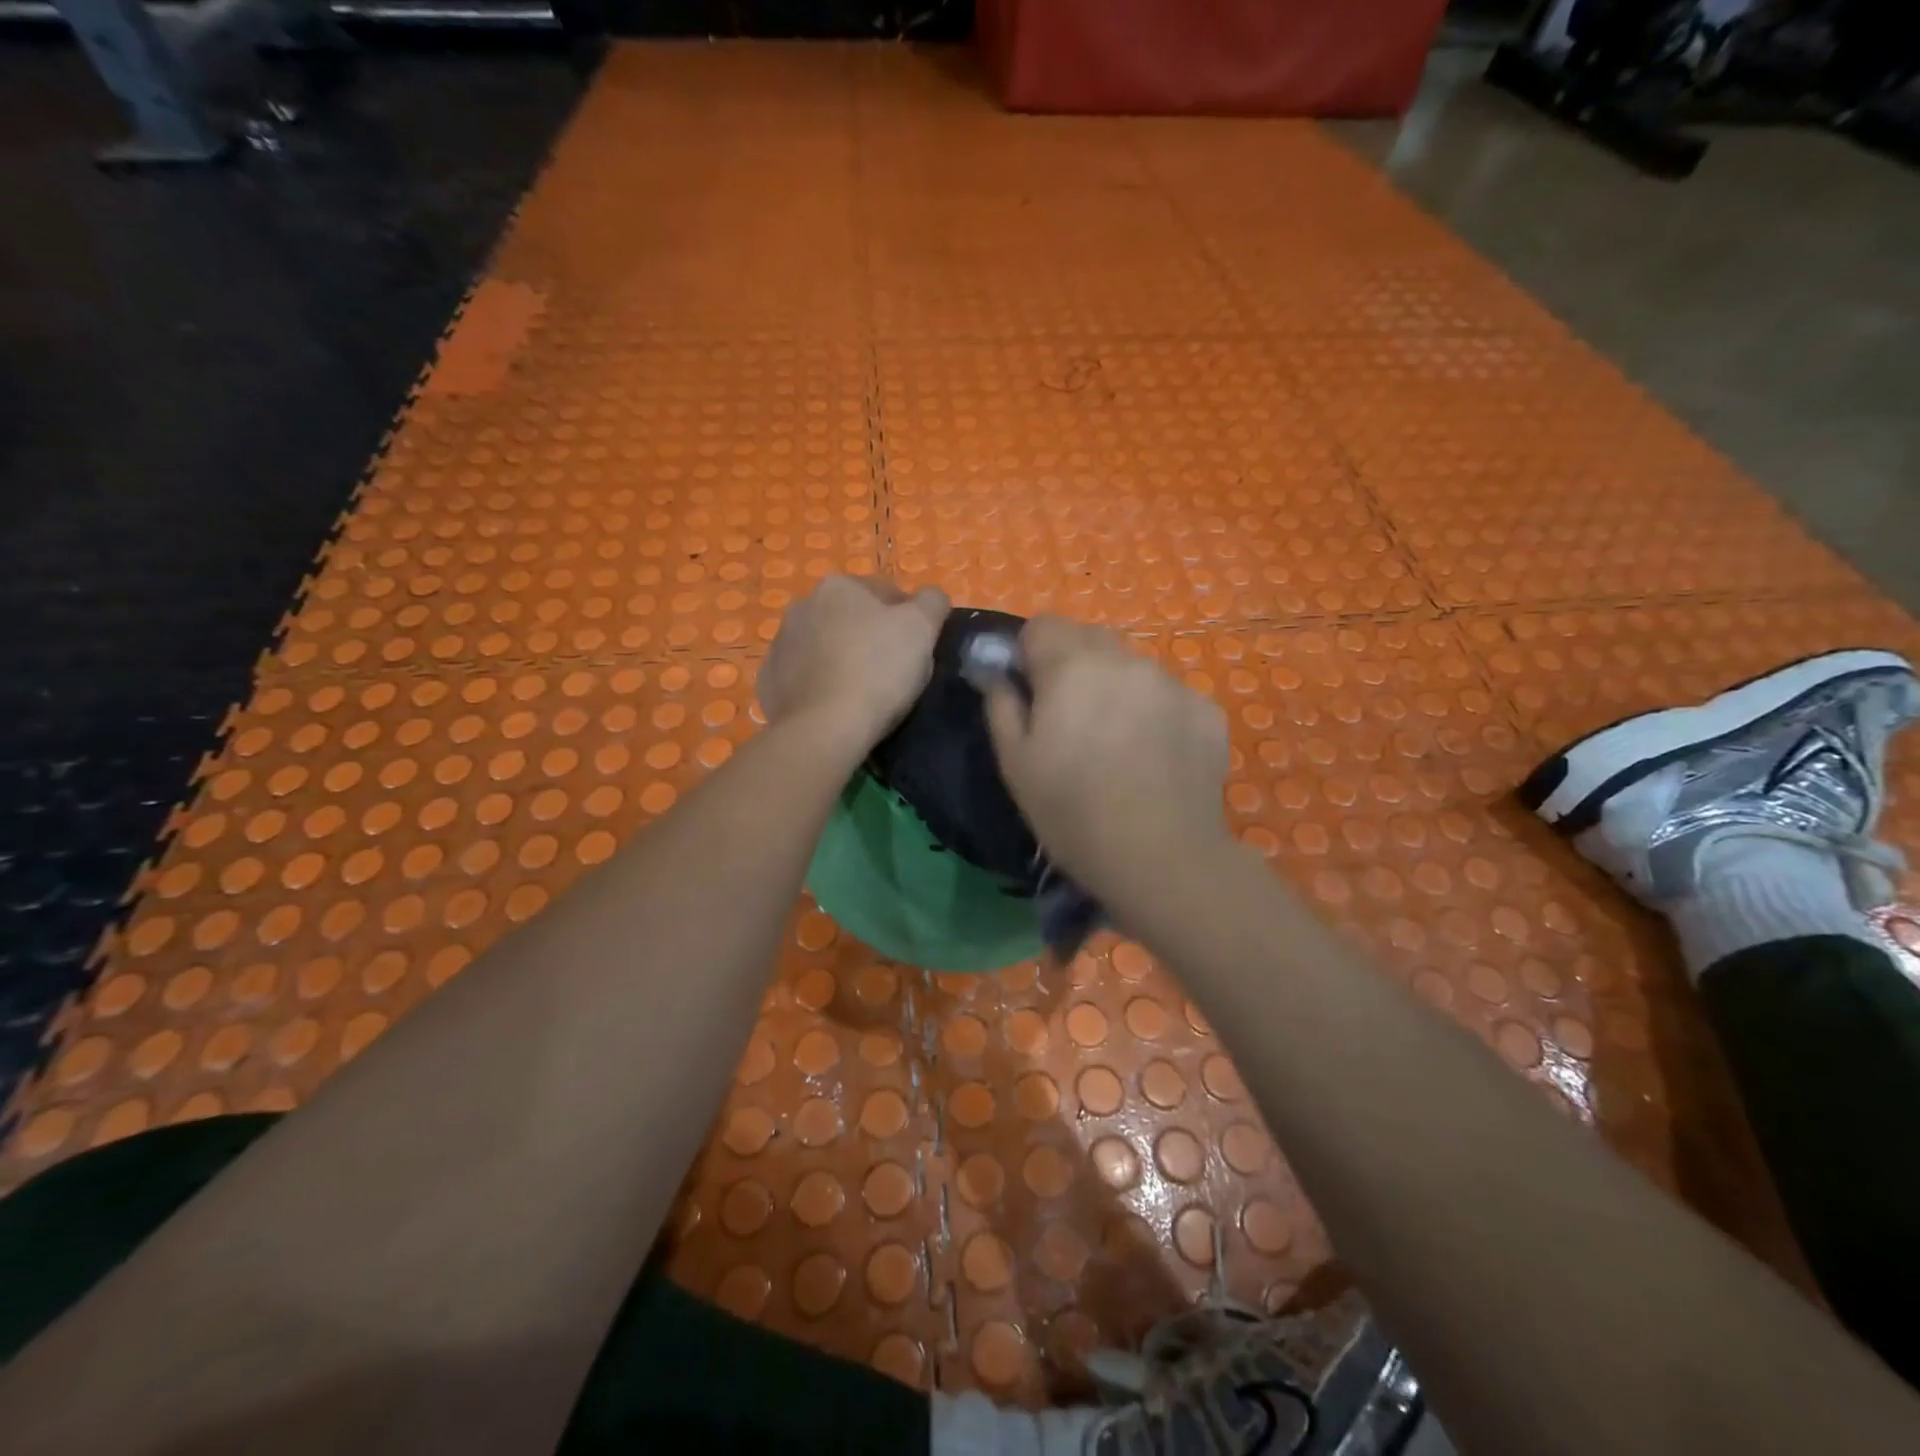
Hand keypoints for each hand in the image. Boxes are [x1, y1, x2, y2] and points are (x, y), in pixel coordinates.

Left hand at [760, 575, 949, 749]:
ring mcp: (780, 643)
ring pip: (823, 644)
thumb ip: (932, 602)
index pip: (886, 592)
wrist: (823, 728)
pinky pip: (802, 675)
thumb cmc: (878, 670)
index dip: (908, 618)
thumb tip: (930, 598)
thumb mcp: (923, 628)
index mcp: (839, 586)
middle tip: (892, 670)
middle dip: (869, 635)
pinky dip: (818, 683)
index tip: (918, 648)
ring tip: (862, 691)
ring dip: (841, 657)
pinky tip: (834, 704)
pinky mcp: (769, 680)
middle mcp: (803, 605)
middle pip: (850, 617)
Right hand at [985, 616, 1232, 903]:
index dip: (1028, 654)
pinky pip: (1168, 695)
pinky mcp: (1207, 710)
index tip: (1030, 693)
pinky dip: (1155, 712)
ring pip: (1132, 667)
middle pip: (1089, 639)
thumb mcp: (1015, 763)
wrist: (1161, 856)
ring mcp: (1172, 683)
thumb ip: (1001, 705)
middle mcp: (1125, 659)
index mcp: (1071, 665)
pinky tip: (1153, 758)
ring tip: (1116, 742)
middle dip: (1072, 665)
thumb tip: (998, 675)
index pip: (1041, 625)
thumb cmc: (1072, 811)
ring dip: (1116, 687)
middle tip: (1069, 719)